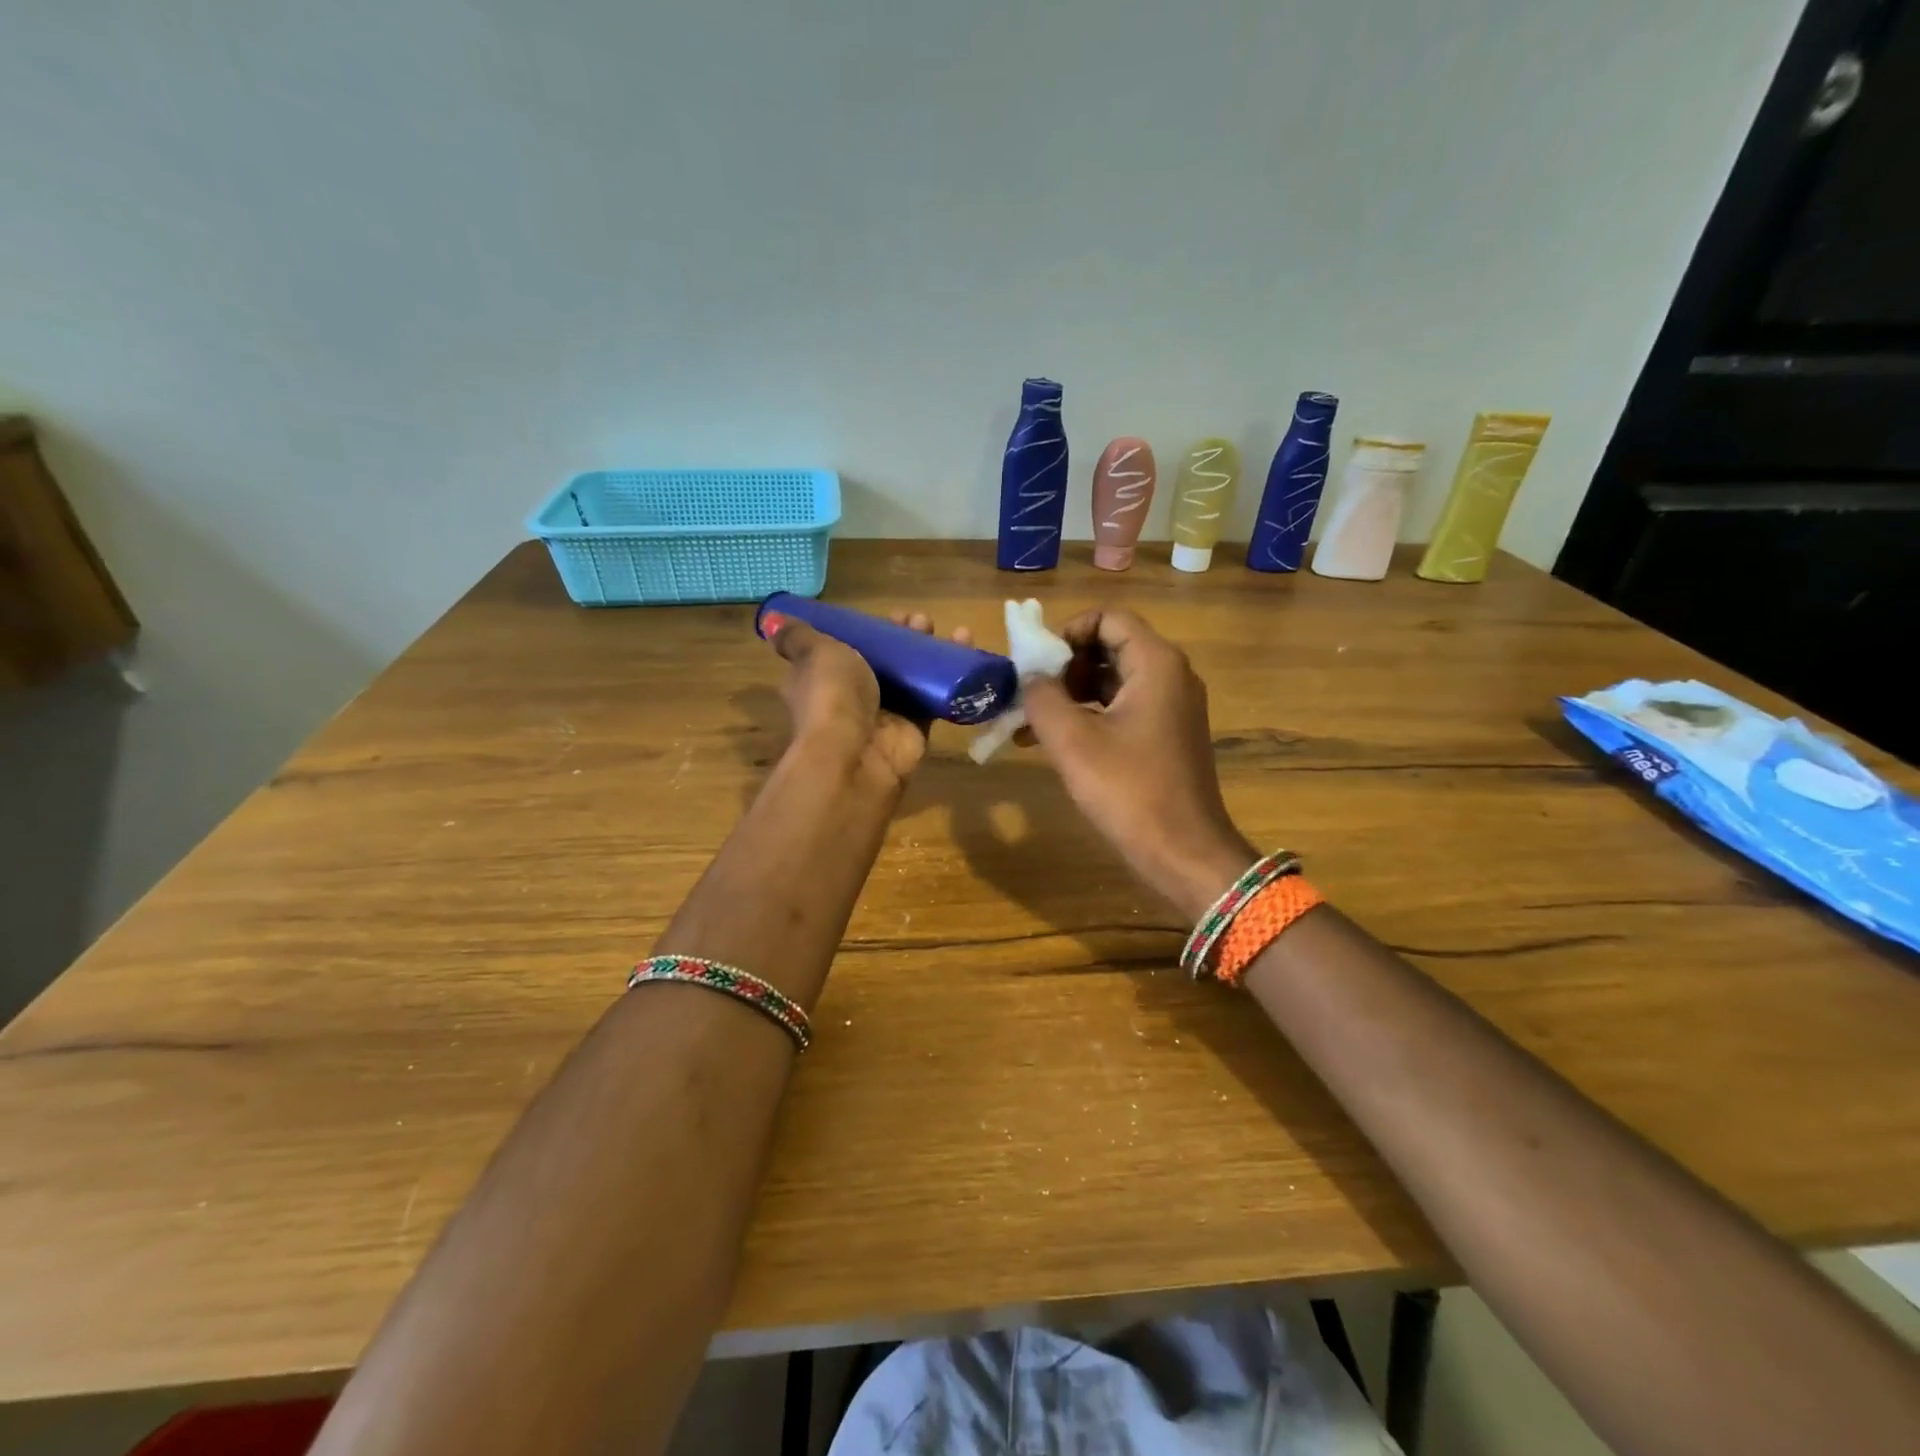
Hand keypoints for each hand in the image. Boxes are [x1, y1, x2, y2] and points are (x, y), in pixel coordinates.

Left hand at [764, 610, 972, 788]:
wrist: (857, 753)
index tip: (889, 615)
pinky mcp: (914, 728)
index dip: (868, 629)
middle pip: (883, 660)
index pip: (846, 648)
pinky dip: (952, 675)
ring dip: (930, 653)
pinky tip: (967, 651)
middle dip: (905, 637)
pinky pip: (935, 697)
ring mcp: (884, 714)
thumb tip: (774, 621)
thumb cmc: (831, 695)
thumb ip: (798, 637)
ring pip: (911, 677)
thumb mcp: (813, 653)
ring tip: (950, 633)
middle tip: (922, 622)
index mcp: (821, 679)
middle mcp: (851, 698)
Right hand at [1021, 609, 1255, 920]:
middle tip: (1030, 695)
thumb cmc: (1129, 791)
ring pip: (1112, 681)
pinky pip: (1122, 709)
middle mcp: (1170, 676)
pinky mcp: (1166, 736)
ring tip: (1029, 725)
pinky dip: (1088, 717)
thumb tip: (1028, 675)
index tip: (1035, 663)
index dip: (1067, 632)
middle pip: (1110, 647)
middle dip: (1063, 667)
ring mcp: (1171, 707)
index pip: (1108, 618)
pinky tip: (1053, 744)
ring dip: (1070, 695)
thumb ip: (1042, 697)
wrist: (1184, 854)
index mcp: (1156, 664)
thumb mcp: (1072, 741)